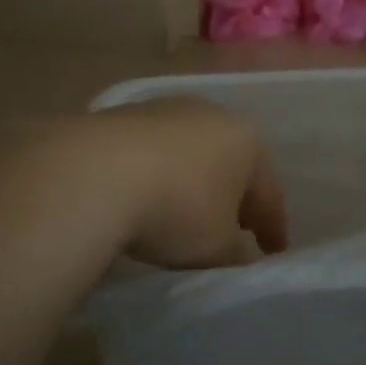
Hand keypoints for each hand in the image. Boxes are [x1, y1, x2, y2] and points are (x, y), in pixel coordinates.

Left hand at [83, 97, 289, 267]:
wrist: (92, 174)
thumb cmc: (177, 209)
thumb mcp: (217, 248)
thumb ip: (236, 254)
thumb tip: (239, 255)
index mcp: (247, 141)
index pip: (269, 191)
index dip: (273, 227)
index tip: (272, 253)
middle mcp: (210, 114)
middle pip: (230, 164)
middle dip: (233, 197)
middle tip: (234, 230)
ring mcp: (163, 109)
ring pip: (189, 153)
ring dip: (191, 182)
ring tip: (184, 214)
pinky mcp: (120, 115)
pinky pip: (150, 153)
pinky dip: (155, 175)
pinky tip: (143, 197)